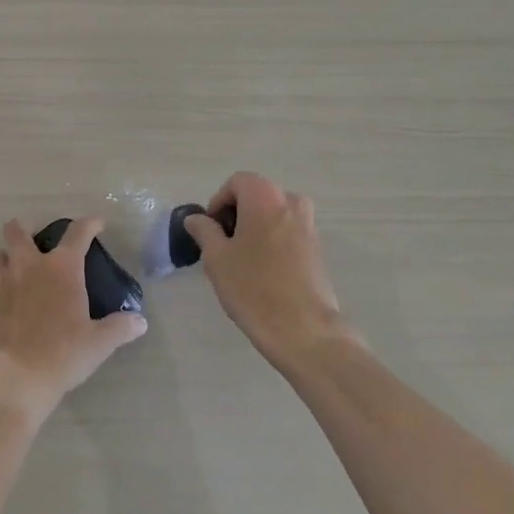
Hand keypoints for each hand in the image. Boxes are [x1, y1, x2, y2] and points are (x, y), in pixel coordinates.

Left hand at [0, 217, 146, 422]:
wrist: (11, 380)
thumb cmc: (60, 356)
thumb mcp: (98, 344)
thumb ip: (119, 328)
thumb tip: (140, 322)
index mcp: (60, 268)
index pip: (78, 232)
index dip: (89, 224)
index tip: (97, 224)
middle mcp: (27, 266)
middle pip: (17, 231)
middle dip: (25, 227)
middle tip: (35, 236)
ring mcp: (0, 284)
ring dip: (5, 257)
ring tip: (15, 269)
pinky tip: (3, 303)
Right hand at [184, 172, 354, 368]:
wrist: (304, 330)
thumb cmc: (254, 288)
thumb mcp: (217, 258)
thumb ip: (204, 231)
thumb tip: (196, 219)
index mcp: (265, 196)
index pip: (236, 183)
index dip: (218, 203)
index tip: (210, 231)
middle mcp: (291, 201)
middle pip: (256, 196)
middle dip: (236, 215)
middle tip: (222, 247)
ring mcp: (309, 224)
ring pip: (272, 215)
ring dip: (254, 229)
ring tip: (241, 261)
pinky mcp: (317, 248)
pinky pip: (287, 232)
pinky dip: (271, 242)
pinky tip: (263, 272)